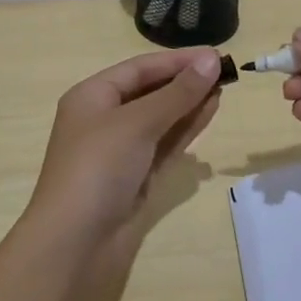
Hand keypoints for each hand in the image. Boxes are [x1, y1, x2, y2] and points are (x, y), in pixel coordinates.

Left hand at [0, 47, 223, 300]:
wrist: (74, 245)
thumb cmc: (97, 169)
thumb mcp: (137, 122)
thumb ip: (177, 93)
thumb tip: (210, 60)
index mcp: (92, 97)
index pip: (139, 68)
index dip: (177, 61)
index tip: (215, 54)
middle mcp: (103, 120)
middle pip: (150, 92)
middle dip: (185, 82)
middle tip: (225, 72)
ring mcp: (119, 153)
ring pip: (160, 119)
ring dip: (189, 104)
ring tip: (223, 89)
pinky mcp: (134, 180)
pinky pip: (163, 146)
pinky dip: (185, 131)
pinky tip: (208, 115)